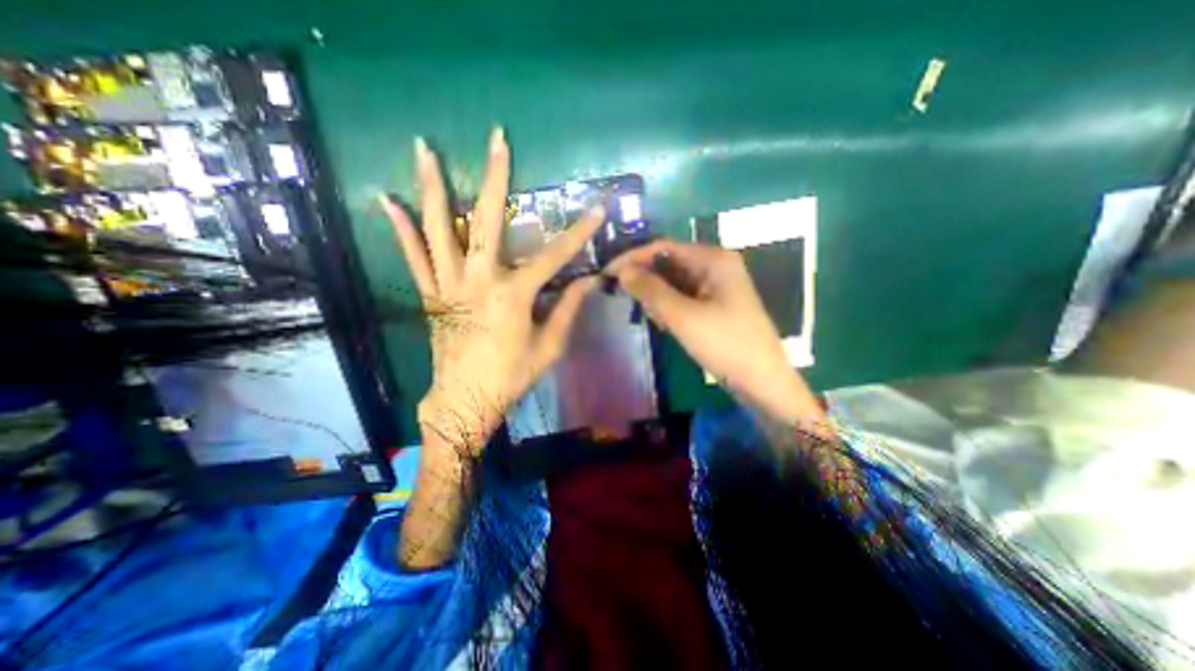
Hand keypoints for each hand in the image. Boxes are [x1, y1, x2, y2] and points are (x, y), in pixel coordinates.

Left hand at [379, 129, 607, 455]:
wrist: (465, 399)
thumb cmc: (511, 376)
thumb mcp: (549, 347)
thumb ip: (568, 310)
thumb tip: (589, 281)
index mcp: (514, 296)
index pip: (554, 256)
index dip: (578, 233)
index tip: (596, 209)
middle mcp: (479, 281)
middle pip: (486, 221)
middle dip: (495, 179)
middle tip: (497, 141)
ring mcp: (449, 285)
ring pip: (438, 229)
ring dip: (433, 187)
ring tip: (424, 148)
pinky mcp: (431, 295)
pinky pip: (414, 257)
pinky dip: (401, 229)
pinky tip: (388, 200)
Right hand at [611, 241, 828, 430]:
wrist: (762, 381)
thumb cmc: (725, 344)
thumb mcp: (683, 316)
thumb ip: (651, 290)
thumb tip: (623, 271)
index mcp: (713, 259)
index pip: (663, 247)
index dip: (634, 258)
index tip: (608, 273)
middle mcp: (715, 265)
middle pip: (668, 263)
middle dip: (648, 282)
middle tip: (631, 303)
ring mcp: (716, 285)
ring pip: (674, 282)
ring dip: (659, 298)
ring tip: (657, 320)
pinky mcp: (714, 304)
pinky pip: (683, 297)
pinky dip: (670, 308)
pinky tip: (667, 325)